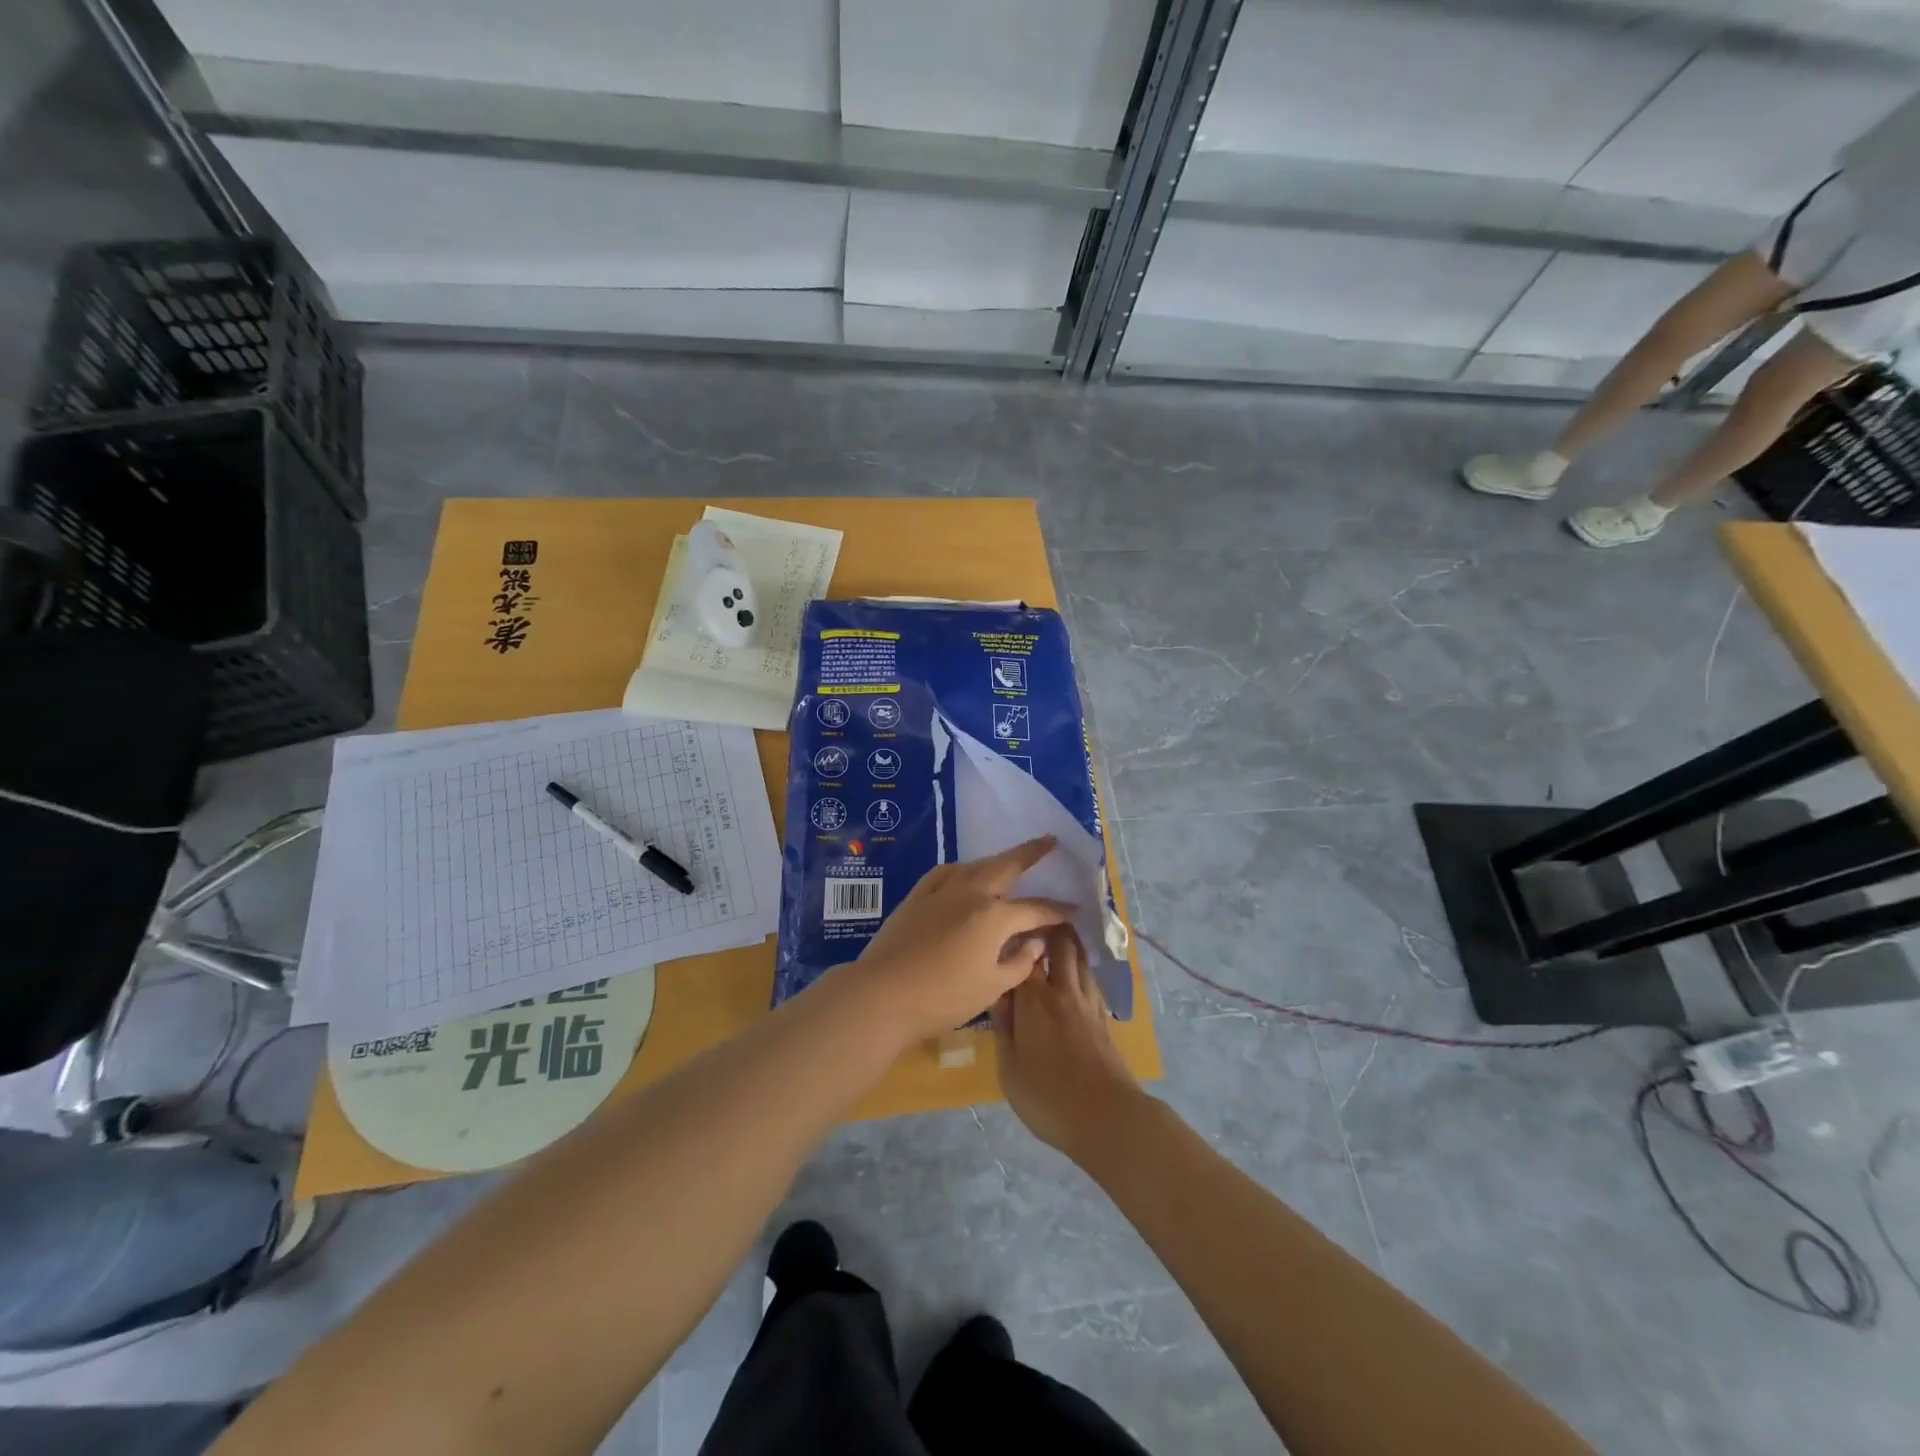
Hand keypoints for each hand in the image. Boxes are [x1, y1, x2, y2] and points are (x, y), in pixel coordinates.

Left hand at [851, 837, 1078, 1042]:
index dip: (1057, 910)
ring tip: (1010, 859)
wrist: (883, 994)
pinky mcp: (917, 896)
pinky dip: (962, 869)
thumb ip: (1019, 963)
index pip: (1035, 909)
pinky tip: (964, 872)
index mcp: (994, 917)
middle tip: (1049, 840)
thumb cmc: (943, 998)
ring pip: (976, 866)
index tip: (1075, 907)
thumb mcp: (991, 988)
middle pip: (1006, 866)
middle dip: (1031, 852)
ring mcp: (941, 891)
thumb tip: (1035, 942)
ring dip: (997, 860)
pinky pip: (945, 872)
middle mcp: (971, 893)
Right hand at [992, 925, 1142, 1158]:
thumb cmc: (1048, 1096)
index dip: (1015, 938)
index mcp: (1034, 1001)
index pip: (1022, 957)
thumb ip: (1003, 1028)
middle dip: (1050, 927)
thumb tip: (997, 997)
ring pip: (1079, 960)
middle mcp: (1062, 992)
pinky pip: (1090, 980)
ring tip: (1060, 928)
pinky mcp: (1103, 1020)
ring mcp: (1087, 1004)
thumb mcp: (1009, 1069)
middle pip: (1060, 948)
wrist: (1108, 1118)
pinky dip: (1082, 966)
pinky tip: (1079, 970)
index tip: (1006, 924)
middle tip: (1038, 913)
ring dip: (1070, 942)